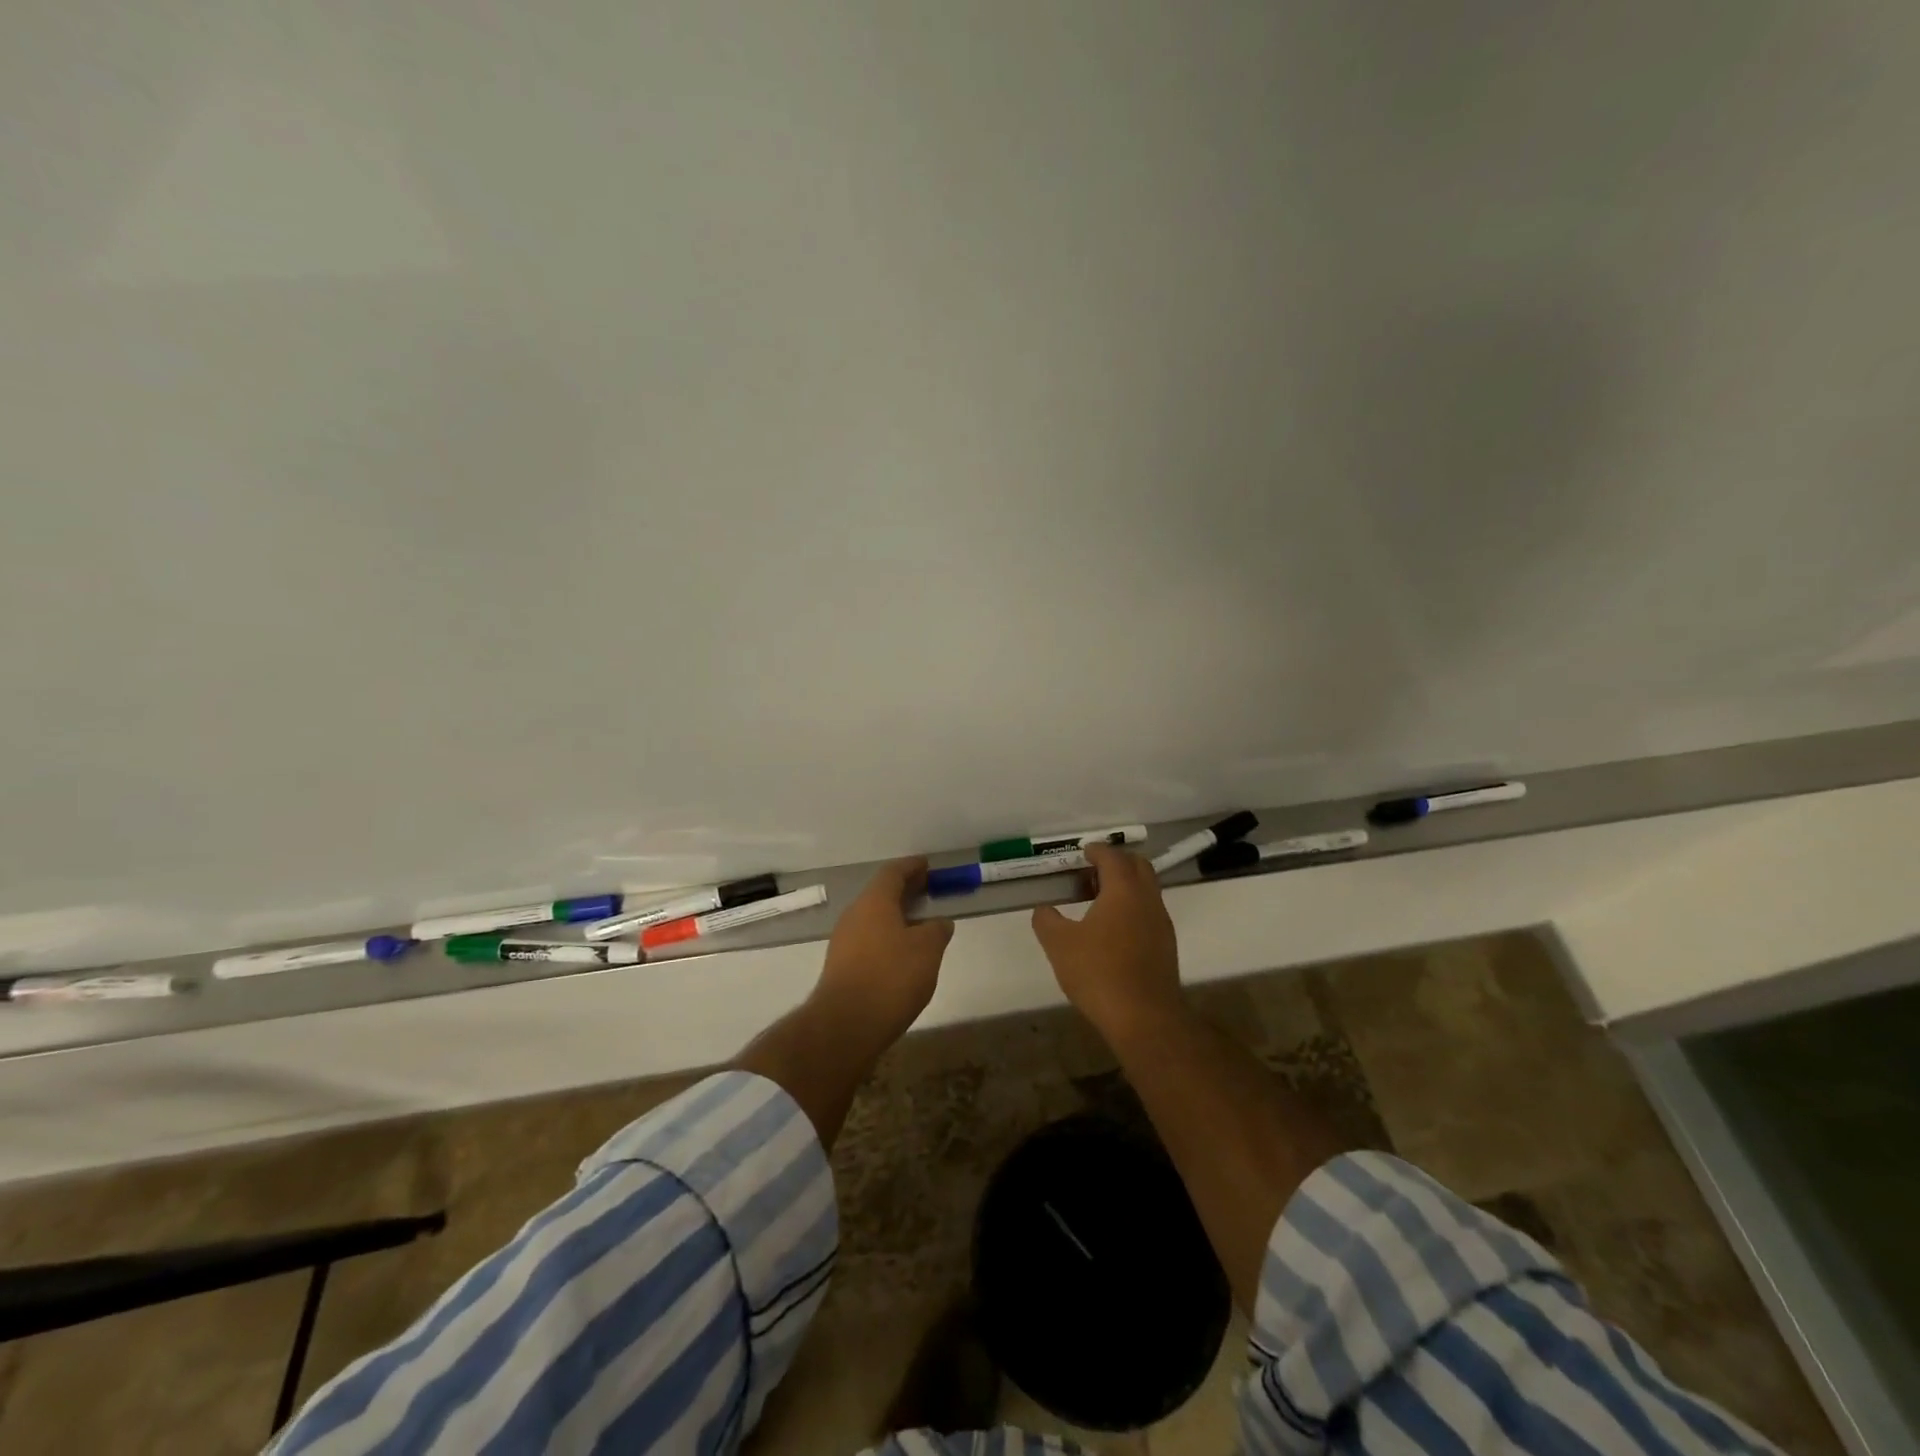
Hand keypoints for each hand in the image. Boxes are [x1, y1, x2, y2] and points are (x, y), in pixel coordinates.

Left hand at [813, 857, 953, 1055]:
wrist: (845, 1024)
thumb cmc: (891, 977)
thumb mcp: (927, 950)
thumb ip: (936, 931)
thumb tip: (939, 923)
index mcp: (874, 902)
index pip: (893, 873)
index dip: (912, 867)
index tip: (927, 865)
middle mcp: (854, 915)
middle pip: (881, 894)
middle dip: (904, 891)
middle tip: (927, 891)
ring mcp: (843, 941)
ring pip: (873, 918)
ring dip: (895, 916)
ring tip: (919, 924)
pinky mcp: (841, 966)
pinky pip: (868, 940)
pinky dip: (886, 937)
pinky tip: (902, 953)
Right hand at [1031, 843, 1183, 1042]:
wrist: (1144, 1017)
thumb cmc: (1099, 972)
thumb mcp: (1059, 944)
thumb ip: (1046, 920)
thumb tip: (1043, 910)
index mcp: (1123, 890)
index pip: (1113, 857)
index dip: (1097, 850)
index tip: (1083, 852)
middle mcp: (1147, 899)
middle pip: (1138, 866)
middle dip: (1117, 863)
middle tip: (1092, 873)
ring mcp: (1161, 923)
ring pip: (1146, 890)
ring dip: (1126, 886)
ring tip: (1098, 901)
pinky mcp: (1166, 946)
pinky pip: (1149, 912)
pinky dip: (1132, 908)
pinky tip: (1113, 930)